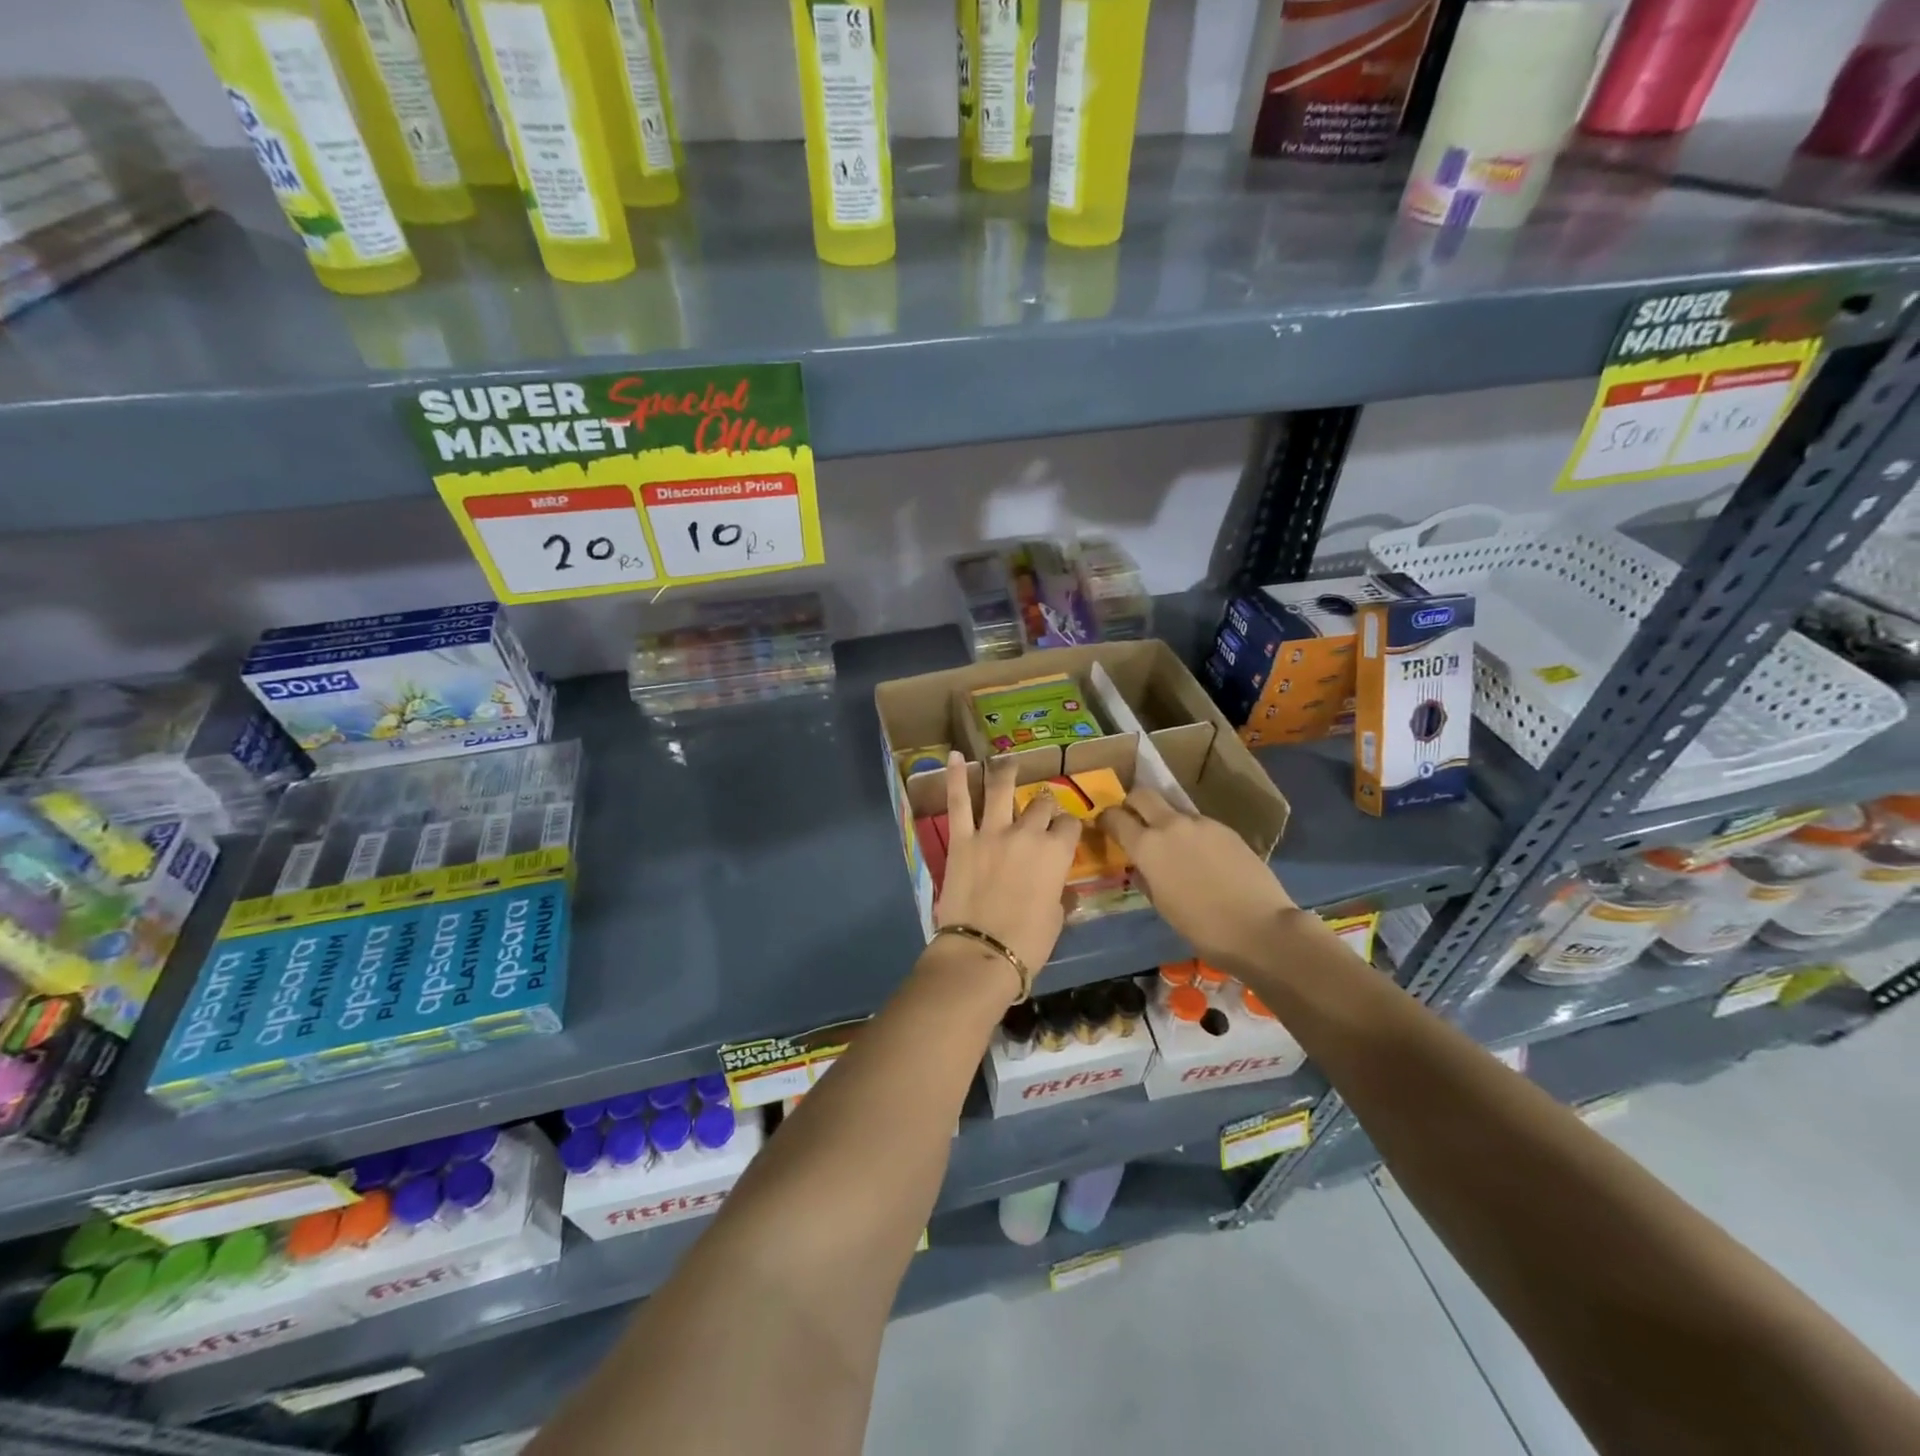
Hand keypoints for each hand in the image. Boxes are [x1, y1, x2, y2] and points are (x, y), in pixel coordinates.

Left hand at [935, 751, 1081, 977]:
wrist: (983, 952)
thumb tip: (1059, 888)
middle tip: (1039, 808)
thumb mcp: (1056, 917)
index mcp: (1056, 853)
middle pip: (1040, 804)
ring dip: (1005, 771)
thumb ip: (1058, 892)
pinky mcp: (961, 839)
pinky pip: (958, 802)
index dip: (1068, 826)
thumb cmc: (1028, 943)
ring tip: (1006, 759)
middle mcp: (1027, 833)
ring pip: (1001, 789)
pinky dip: (954, 776)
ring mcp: (992, 832)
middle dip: (1043, 804)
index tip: (1065, 831)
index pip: (1069, 824)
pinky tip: (954, 756)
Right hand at [1101, 787, 1295, 973]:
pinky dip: (1192, 834)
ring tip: (1175, 848)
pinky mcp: (1226, 828)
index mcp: (1147, 846)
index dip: (1105, 819)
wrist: (1259, 927)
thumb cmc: (1201, 926)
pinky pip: (1199, 824)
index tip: (1104, 826)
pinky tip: (1204, 858)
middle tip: (1133, 820)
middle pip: (1142, 794)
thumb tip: (1142, 866)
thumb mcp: (1161, 905)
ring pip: (1173, 810)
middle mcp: (1170, 825)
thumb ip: (1146, 877)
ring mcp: (1201, 823)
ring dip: (1166, 821)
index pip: (1115, 817)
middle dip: (1132, 803)